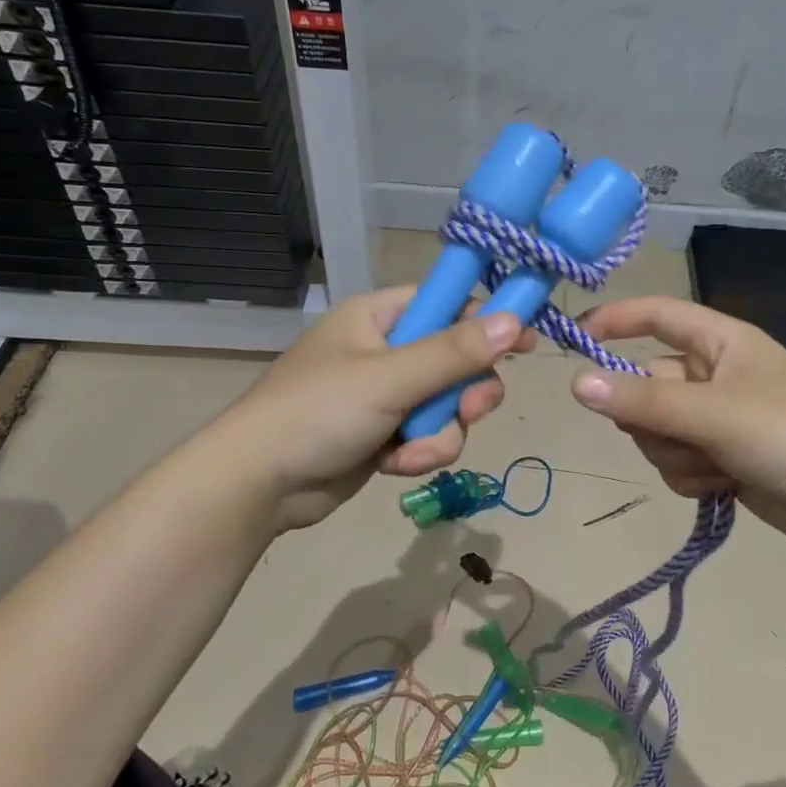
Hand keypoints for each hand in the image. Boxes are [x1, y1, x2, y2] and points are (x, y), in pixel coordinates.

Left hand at [216, 287, 536, 531]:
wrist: (259, 484)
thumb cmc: (318, 412)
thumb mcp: (390, 378)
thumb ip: (454, 352)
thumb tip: (515, 320)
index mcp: (379, 317)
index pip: (448, 303)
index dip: (488, 319)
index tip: (526, 342)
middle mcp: (385, 351)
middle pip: (457, 360)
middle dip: (465, 393)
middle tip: (471, 410)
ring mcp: (385, 396)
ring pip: (447, 406)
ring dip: (440, 433)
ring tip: (412, 450)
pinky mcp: (384, 435)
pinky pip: (427, 436)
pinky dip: (419, 453)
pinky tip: (394, 466)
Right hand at [569, 296, 785, 550]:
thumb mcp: (712, 413)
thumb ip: (641, 400)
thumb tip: (574, 383)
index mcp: (719, 342)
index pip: (656, 316)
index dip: (614, 321)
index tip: (572, 340)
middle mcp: (713, 374)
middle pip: (646, 386)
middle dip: (653, 419)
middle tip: (680, 433)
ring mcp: (716, 419)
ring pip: (656, 431)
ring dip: (675, 454)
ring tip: (715, 465)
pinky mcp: (720, 458)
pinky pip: (675, 462)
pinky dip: (691, 476)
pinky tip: (722, 485)